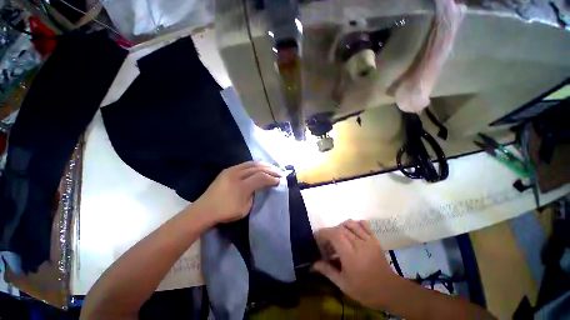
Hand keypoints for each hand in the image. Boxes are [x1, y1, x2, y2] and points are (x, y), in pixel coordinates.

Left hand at [194, 161, 280, 223]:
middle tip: (279, 173)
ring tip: (272, 168)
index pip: (261, 177)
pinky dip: (255, 165)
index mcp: (241, 187)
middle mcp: (236, 175)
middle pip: (258, 168)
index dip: (272, 178)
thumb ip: (254, 195)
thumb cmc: (225, 212)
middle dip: (271, 170)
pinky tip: (260, 167)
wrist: (204, 210)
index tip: (280, 181)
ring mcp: (231, 170)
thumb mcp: (245, 208)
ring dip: (264, 165)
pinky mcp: (228, 170)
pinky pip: (245, 164)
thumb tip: (260, 187)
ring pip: (251, 163)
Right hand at [313, 220, 398, 308]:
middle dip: (330, 232)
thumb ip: (328, 271)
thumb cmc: (365, 290)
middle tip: (327, 242)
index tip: (318, 237)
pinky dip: (355, 223)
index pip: (335, 235)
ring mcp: (368, 240)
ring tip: (338, 236)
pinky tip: (351, 230)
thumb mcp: (344, 284)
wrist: (390, 291)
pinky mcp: (374, 239)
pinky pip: (363, 224)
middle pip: (341, 228)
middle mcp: (359, 244)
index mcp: (350, 255)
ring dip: (341, 226)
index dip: (324, 233)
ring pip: (351, 224)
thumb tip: (314, 263)